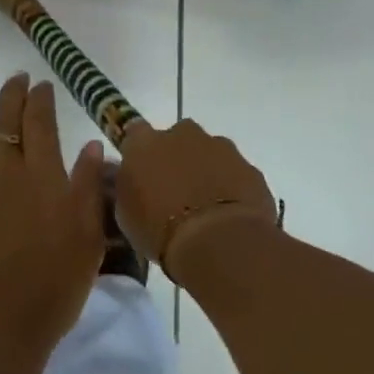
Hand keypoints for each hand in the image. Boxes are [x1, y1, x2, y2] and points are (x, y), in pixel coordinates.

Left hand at [0, 74, 107, 361]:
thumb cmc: (51, 289)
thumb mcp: (87, 240)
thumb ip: (88, 188)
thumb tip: (91, 145)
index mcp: (42, 177)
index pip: (40, 123)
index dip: (40, 99)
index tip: (41, 85)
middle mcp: (3, 172)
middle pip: (4, 121)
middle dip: (10, 94)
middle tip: (14, 78)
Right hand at [115, 119, 279, 282]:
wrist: (218, 240)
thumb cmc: (159, 230)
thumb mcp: (126, 214)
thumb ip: (128, 187)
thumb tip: (134, 180)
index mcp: (144, 143)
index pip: (135, 132)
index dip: (140, 150)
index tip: (142, 169)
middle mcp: (181, 134)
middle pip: (176, 138)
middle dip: (176, 157)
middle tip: (175, 190)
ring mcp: (219, 146)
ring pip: (208, 151)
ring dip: (205, 170)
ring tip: (205, 206)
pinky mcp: (247, 165)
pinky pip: (234, 172)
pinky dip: (231, 185)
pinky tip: (228, 214)